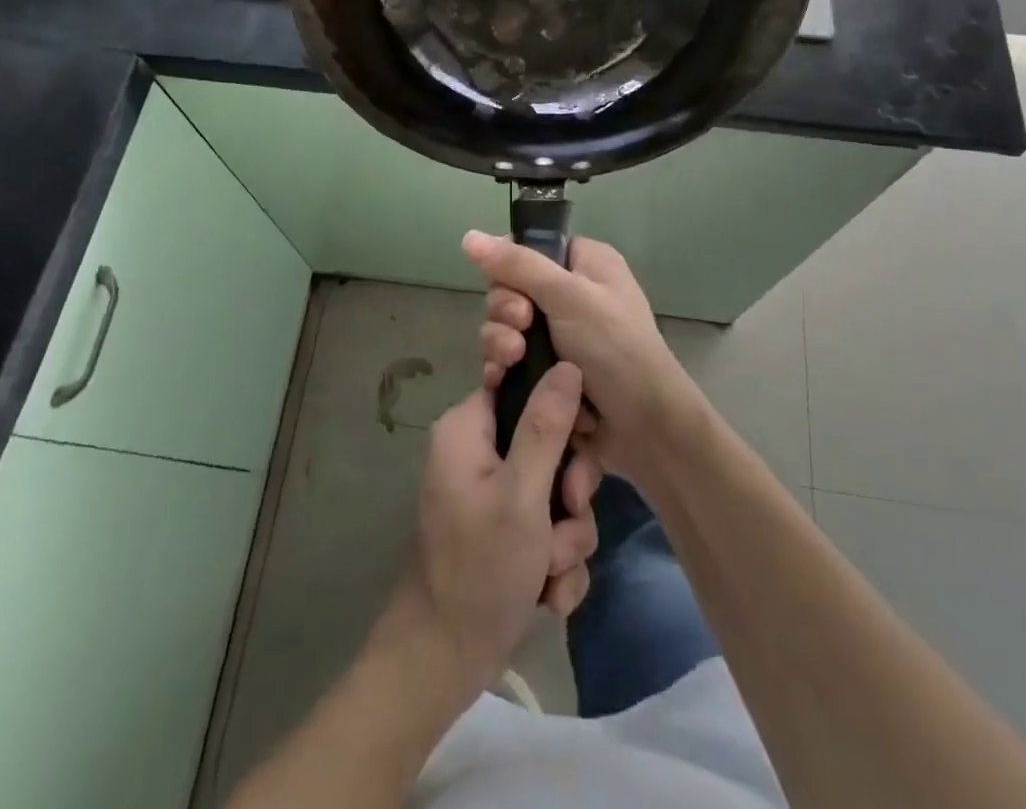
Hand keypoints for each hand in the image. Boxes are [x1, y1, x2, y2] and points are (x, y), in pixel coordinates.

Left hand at [393, 364, 599, 700]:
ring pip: (557, 495)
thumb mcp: (521, 494)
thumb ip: (547, 427)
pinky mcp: (506, 533)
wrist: (443, 661)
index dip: (560, 410)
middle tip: (565, 518)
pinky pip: (550, 530)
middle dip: (567, 495)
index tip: (582, 439)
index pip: (523, 386)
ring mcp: (493, 496)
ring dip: (566, 537)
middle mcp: (478, 453)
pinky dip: (555, 563)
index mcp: (468, 428)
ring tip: (548, 571)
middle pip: (548, 445)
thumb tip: (568, 364)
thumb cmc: (479, 568)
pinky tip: (546, 594)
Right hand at [465, 230, 699, 483]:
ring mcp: (557, 336)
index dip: (509, 266)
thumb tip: (467, 235)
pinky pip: (508, 361)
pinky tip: (499, 380)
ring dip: (501, 343)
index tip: (510, 286)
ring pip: (505, 327)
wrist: (644, 429)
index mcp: (584, 264)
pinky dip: (501, 368)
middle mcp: (570, 295)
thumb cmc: (615, 348)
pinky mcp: (545, 373)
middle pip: (510, 289)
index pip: (529, 248)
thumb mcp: (568, 296)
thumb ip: (517, 265)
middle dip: (506, 311)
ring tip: (514, 360)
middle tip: (521, 328)